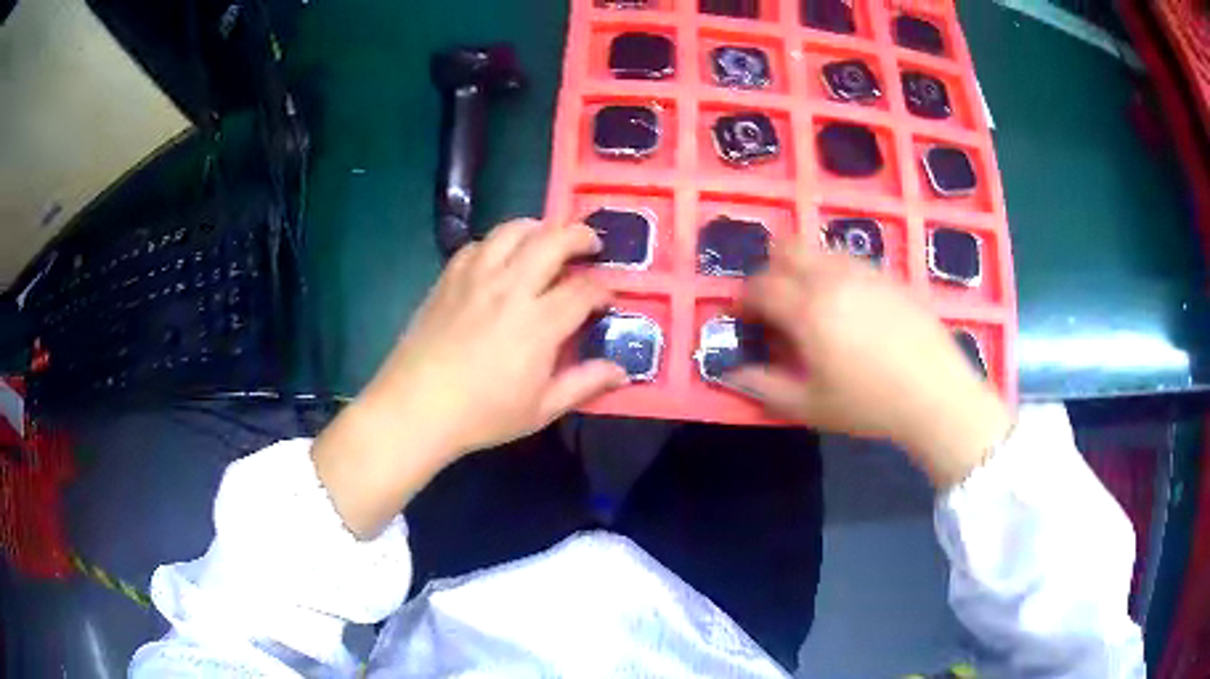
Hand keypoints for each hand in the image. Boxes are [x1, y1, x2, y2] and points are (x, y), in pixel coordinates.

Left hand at [314, 219, 625, 536]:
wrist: (416, 407)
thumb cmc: (481, 414)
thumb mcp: (541, 409)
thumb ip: (584, 384)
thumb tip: (621, 371)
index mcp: (539, 323)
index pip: (584, 289)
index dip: (603, 288)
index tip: (607, 298)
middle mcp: (511, 288)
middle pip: (553, 240)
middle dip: (581, 236)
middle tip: (591, 246)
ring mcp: (476, 277)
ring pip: (514, 230)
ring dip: (539, 228)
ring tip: (547, 240)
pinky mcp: (449, 277)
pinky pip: (479, 244)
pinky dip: (499, 243)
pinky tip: (501, 258)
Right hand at [728, 243, 1011, 488]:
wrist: (935, 394)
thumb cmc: (869, 405)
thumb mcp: (810, 406)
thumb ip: (765, 387)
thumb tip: (733, 372)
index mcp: (808, 309)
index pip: (761, 286)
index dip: (745, 299)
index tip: (746, 318)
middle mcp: (833, 278)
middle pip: (787, 248)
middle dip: (771, 270)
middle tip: (777, 303)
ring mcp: (865, 271)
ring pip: (820, 249)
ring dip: (804, 267)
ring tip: (813, 304)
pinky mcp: (889, 275)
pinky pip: (851, 260)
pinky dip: (836, 272)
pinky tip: (850, 306)